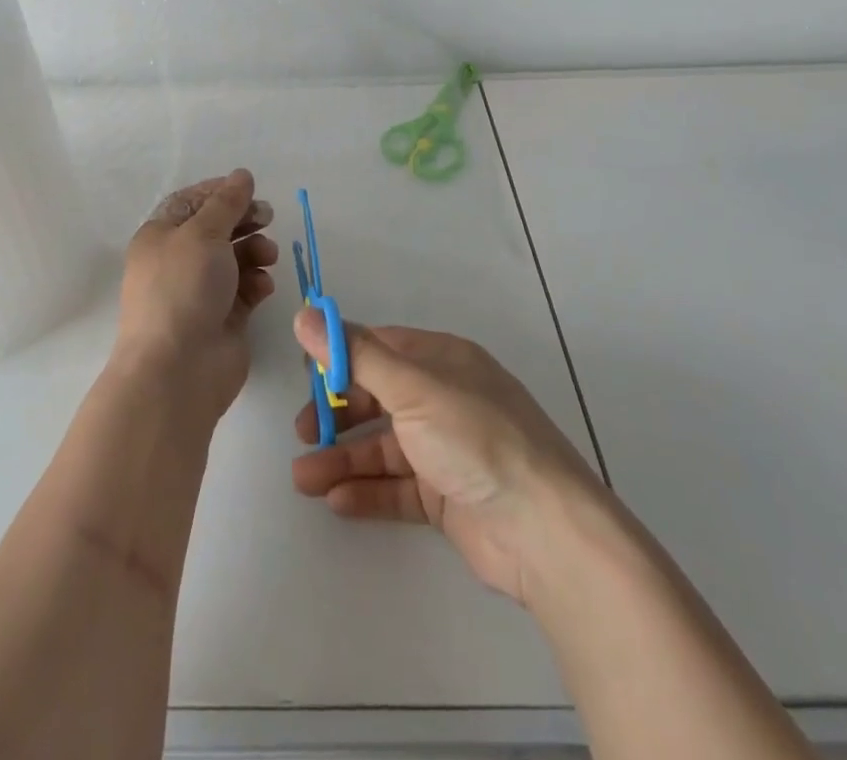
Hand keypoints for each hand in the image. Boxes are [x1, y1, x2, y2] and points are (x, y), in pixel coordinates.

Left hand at [115, 170, 278, 424]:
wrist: (178, 369)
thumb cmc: (183, 288)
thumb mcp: (204, 233)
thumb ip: (227, 202)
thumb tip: (242, 175)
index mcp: (161, 236)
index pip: (191, 202)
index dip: (220, 192)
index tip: (249, 189)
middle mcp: (179, 261)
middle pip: (217, 229)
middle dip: (244, 220)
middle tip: (267, 216)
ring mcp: (201, 291)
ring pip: (235, 258)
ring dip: (255, 250)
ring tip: (268, 255)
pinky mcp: (223, 317)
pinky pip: (245, 289)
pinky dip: (256, 282)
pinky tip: (263, 286)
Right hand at [291, 312, 603, 606]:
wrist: (544, 531)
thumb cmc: (475, 439)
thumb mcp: (411, 388)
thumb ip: (354, 355)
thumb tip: (303, 315)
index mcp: (441, 360)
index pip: (379, 348)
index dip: (340, 358)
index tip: (305, 376)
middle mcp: (444, 398)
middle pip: (378, 398)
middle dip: (337, 414)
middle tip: (301, 433)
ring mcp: (447, 449)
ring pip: (384, 447)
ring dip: (343, 459)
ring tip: (304, 479)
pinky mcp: (448, 496)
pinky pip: (398, 488)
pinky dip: (368, 492)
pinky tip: (337, 501)